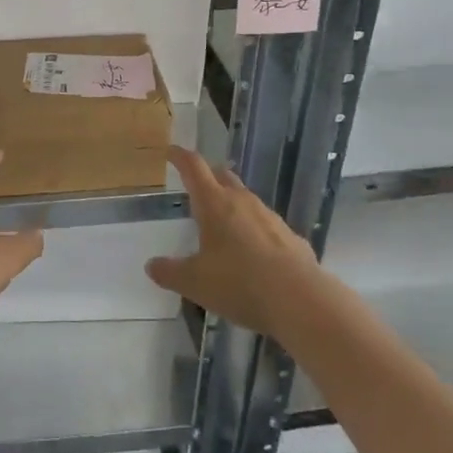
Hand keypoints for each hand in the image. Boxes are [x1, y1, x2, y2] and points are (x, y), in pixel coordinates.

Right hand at [145, 146, 322, 339]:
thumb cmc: (239, 283)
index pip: (194, 167)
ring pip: (247, 201)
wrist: (300, 301)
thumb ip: (170, 272)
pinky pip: (267, 226)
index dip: (180, 157)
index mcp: (214, 203)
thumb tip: (151, 266)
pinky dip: (255, 232)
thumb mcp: (194, 282)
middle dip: (209, 177)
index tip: (171, 151)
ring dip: (233, 205)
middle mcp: (243, 201)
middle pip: (223, 176)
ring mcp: (270, 218)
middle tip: (197, 186)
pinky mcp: (291, 238)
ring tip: (223, 225)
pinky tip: (254, 254)